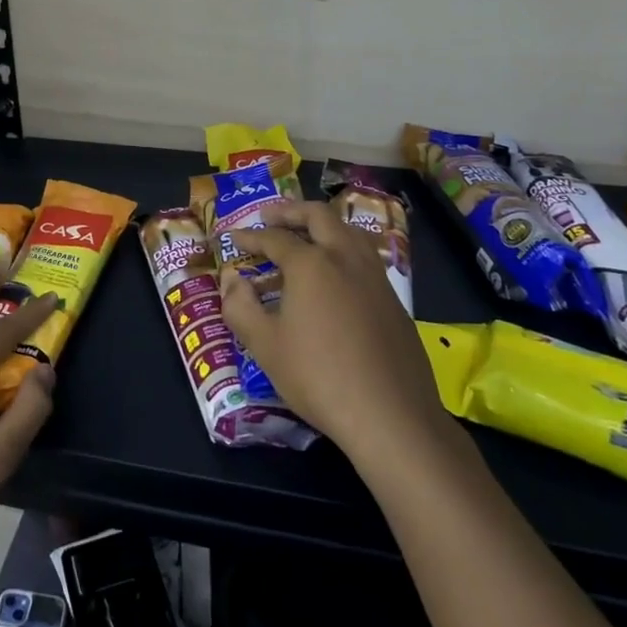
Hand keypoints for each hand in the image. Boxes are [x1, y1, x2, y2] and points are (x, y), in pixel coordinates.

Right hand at [222, 200, 451, 463]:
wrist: (390, 415)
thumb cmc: (318, 377)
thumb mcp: (265, 345)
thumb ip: (240, 305)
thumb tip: (232, 279)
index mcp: (311, 263)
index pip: (274, 238)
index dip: (250, 236)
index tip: (233, 237)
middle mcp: (345, 257)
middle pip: (318, 216)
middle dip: (291, 211)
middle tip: (269, 216)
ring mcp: (375, 276)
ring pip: (348, 231)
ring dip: (322, 225)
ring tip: (305, 235)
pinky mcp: (394, 299)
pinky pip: (364, 256)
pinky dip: (342, 249)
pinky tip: (335, 274)